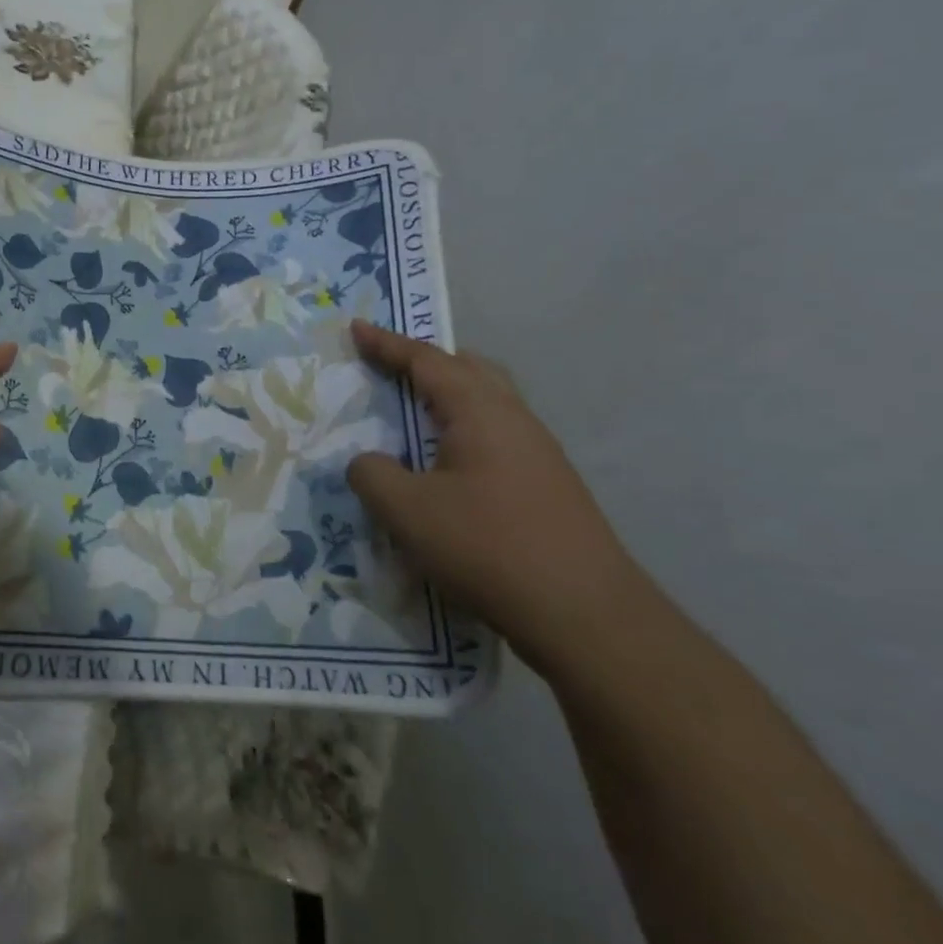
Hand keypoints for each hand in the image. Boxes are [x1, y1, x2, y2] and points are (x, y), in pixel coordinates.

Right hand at [345, 319, 649, 677]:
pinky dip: (463, 430)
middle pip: (470, 369)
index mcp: (480, 411)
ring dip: (448, 397)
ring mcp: (539, 454)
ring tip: (414, 413)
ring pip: (488, 403)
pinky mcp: (548, 487)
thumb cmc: (487, 546)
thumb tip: (367, 462)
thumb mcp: (406, 510)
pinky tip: (447, 466)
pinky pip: (496, 436)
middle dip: (426, 361)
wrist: (586, 615)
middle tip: (390, 365)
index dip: (386, 344)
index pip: (426, 361)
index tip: (356, 328)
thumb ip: (371, 474)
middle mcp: (515, 420)